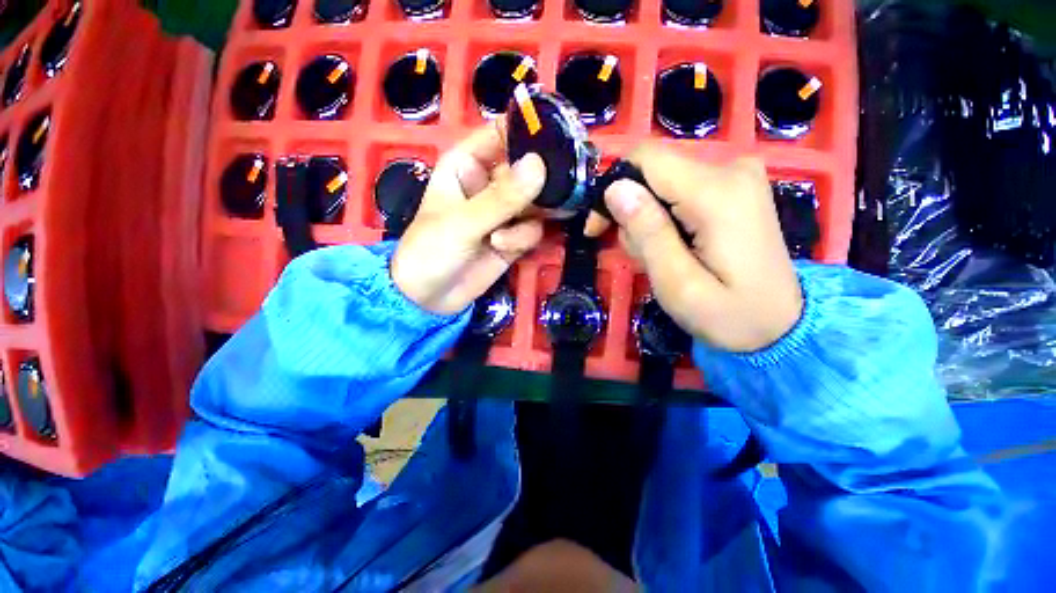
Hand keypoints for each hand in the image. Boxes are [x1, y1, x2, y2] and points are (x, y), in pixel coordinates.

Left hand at [391, 123, 546, 314]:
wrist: (430, 298)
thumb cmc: (431, 250)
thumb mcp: (463, 222)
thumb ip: (502, 198)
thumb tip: (540, 165)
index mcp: (468, 164)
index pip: (503, 134)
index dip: (530, 132)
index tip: (559, 140)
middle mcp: (490, 184)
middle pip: (529, 169)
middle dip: (541, 183)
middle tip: (558, 192)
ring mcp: (505, 212)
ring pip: (536, 202)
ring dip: (529, 217)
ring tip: (507, 236)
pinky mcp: (514, 237)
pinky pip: (533, 229)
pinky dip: (523, 238)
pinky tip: (503, 248)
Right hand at [603, 144, 802, 352]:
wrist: (781, 326)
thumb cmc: (728, 315)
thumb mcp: (677, 284)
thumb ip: (647, 233)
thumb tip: (615, 188)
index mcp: (717, 192)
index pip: (646, 158)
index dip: (612, 188)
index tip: (598, 228)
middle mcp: (731, 169)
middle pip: (652, 172)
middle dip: (631, 213)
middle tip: (639, 256)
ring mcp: (737, 175)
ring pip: (662, 183)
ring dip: (648, 221)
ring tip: (661, 258)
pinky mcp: (735, 187)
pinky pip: (680, 191)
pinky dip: (665, 218)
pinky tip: (675, 246)